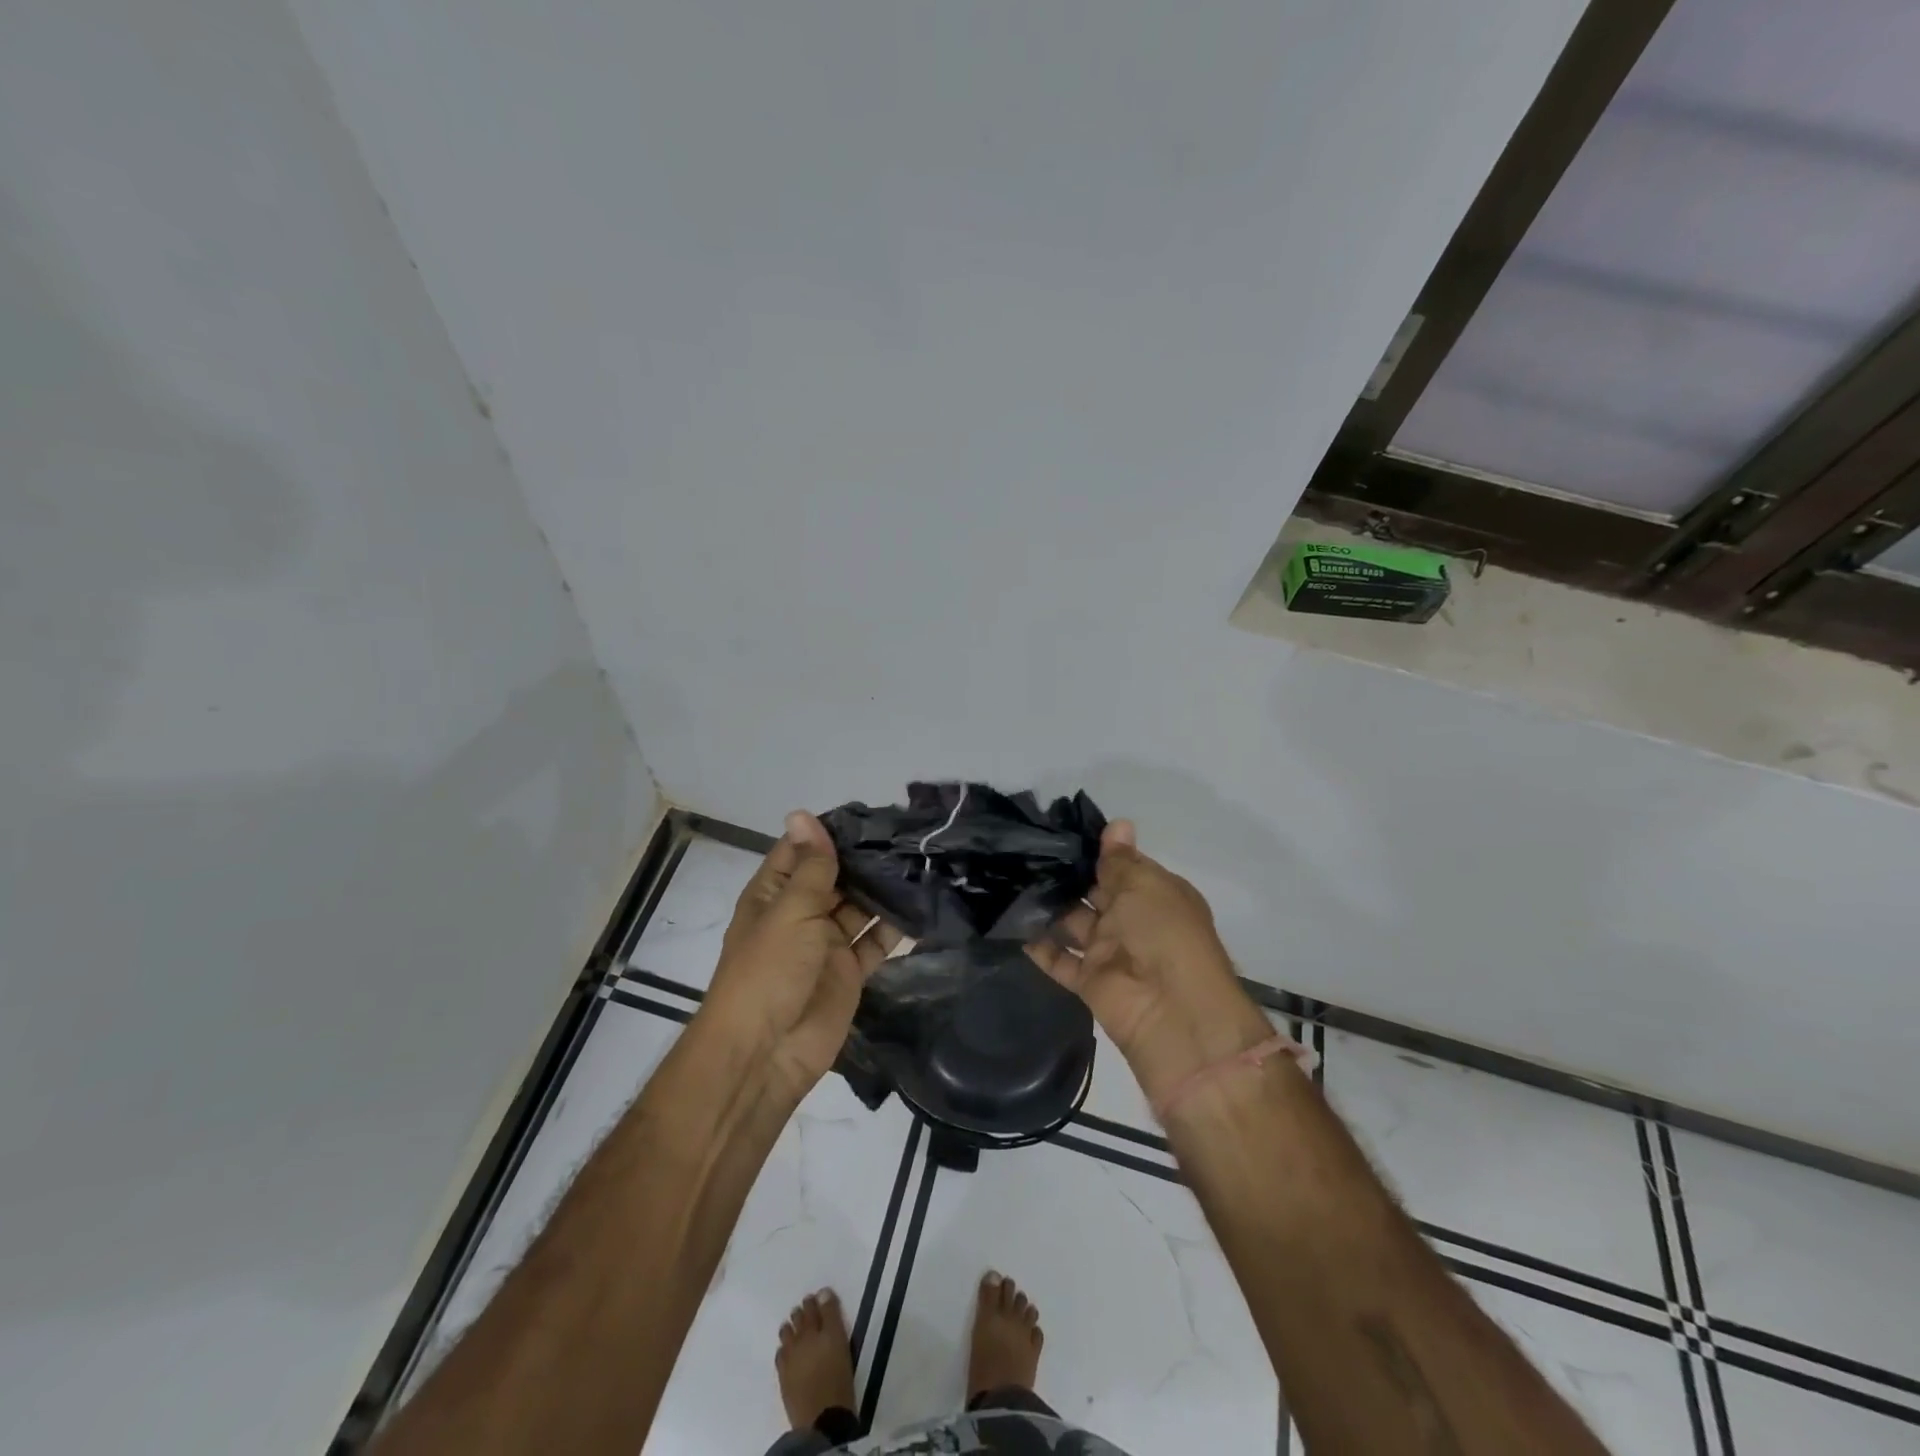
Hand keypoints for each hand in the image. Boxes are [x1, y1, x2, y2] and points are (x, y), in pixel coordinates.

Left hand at [701, 811, 900, 1102]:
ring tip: (923, 861)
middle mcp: (801, 914)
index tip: (872, 811)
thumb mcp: (790, 910)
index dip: (831, 832)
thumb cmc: (769, 971)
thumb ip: (810, 866)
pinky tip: (924, 904)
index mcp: (775, 894)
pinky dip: (896, 927)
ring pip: (860, 907)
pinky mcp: (850, 972)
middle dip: (866, 859)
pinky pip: (876, 942)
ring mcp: (827, 944)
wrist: (766, 1053)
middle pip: (837, 878)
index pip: (802, 851)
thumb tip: (802, 813)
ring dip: (885, 889)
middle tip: (910, 834)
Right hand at [1031, 821, 1274, 1108]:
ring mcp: (1110, 951)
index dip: (1095, 851)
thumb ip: (1120, 860)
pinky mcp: (1090, 981)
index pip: (1122, 866)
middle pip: (1095, 893)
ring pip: (1073, 923)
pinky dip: (1040, 946)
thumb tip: (1119, 822)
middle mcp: (1133, 921)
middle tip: (1024, 852)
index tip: (1057, 831)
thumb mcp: (1144, 886)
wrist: (1173, 1013)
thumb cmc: (1164, 933)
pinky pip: (1060, 959)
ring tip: (1011, 880)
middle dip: (1066, 876)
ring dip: (1048, 907)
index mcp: (1155, 894)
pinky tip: (1012, 924)